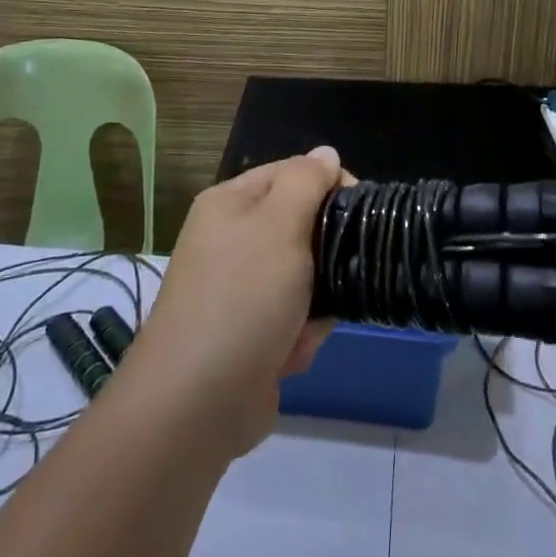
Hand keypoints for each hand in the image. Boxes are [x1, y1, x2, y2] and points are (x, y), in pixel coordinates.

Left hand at [128, 149, 342, 457]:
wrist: (195, 403)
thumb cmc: (242, 298)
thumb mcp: (279, 225)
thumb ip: (306, 182)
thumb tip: (326, 153)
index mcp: (230, 203)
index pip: (293, 172)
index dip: (329, 185)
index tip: (360, 211)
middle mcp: (230, 240)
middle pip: (301, 227)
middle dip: (324, 256)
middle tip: (331, 275)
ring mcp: (237, 289)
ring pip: (304, 277)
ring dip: (314, 304)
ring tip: (303, 325)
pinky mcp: (248, 333)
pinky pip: (292, 318)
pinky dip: (298, 336)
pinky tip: (289, 355)